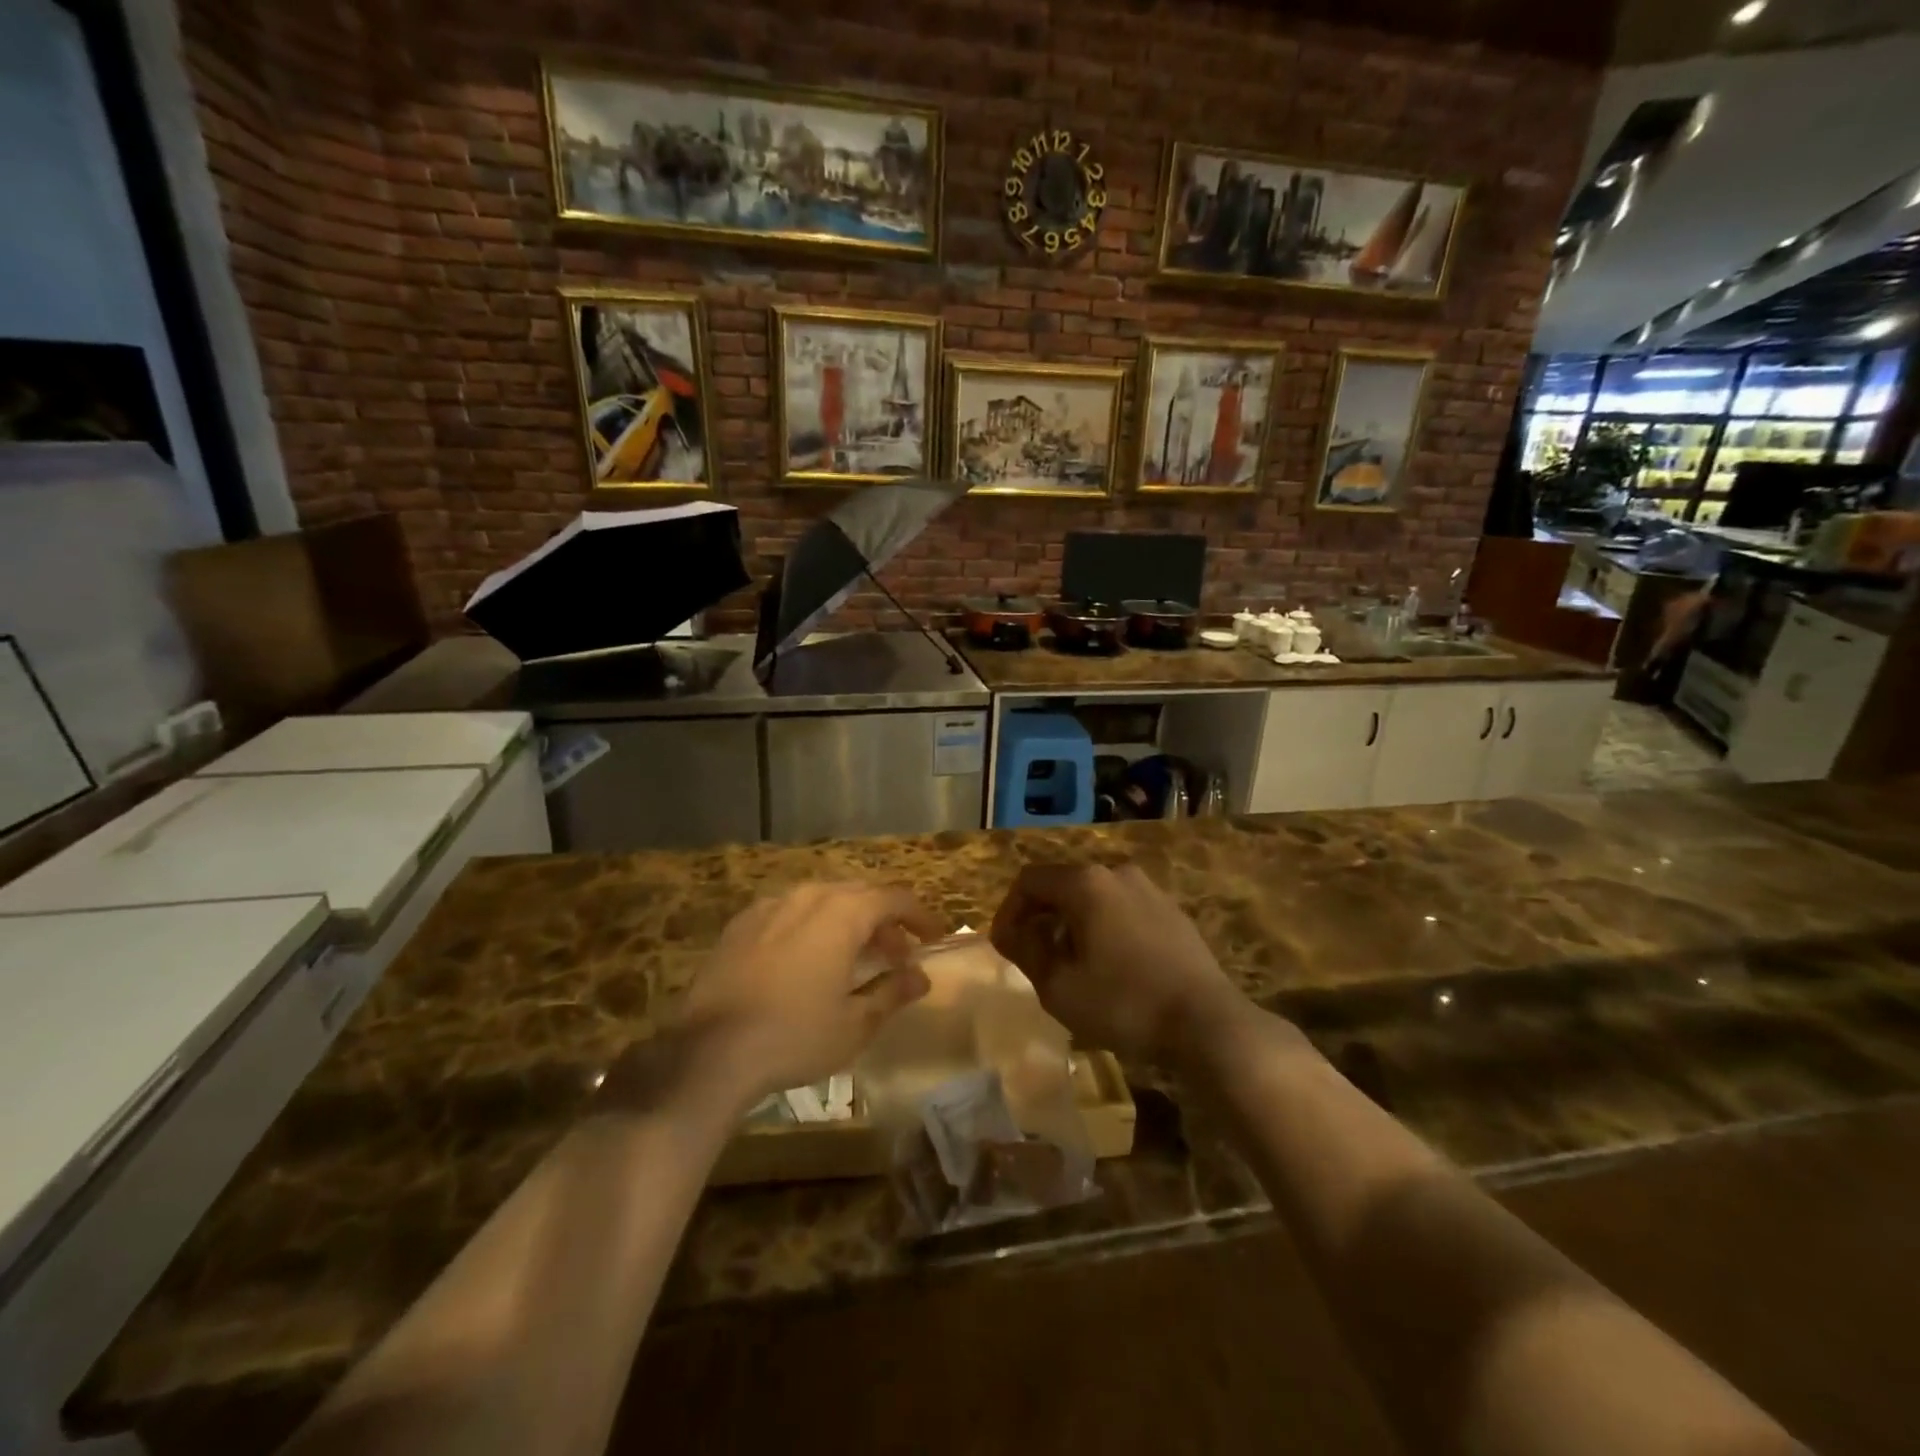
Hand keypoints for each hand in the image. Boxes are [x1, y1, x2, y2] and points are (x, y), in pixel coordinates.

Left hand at [677, 882, 942, 1105]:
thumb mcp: (855, 1023)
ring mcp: (771, 906)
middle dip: (885, 920)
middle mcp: (809, 896)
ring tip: (854, 955)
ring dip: (848, 921)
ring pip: (823, 899)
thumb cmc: (795, 1036)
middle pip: (859, 894)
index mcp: (843, 913)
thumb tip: (921, 977)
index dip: (920, 916)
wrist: (709, 1051)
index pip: (895, 898)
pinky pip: (789, 912)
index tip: (934, 938)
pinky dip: (811, 925)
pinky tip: (806, 958)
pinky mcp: (741, 923)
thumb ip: (892, 992)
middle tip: (897, 953)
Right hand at [990, 862, 1244, 1066]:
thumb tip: (1011, 932)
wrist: (1207, 1023)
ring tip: (1070, 965)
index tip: (1004, 947)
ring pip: (1094, 898)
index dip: (1008, 911)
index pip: (1029, 881)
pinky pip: (1122, 909)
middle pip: (1062, 885)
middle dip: (1041, 918)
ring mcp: (1149, 889)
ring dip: (1072, 924)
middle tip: (1033, 958)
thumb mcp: (1059, 986)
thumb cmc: (1124, 1004)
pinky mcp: (1172, 911)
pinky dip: (1103, 928)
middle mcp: (1117, 873)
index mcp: (1086, 883)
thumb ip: (1026, 951)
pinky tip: (1109, 966)